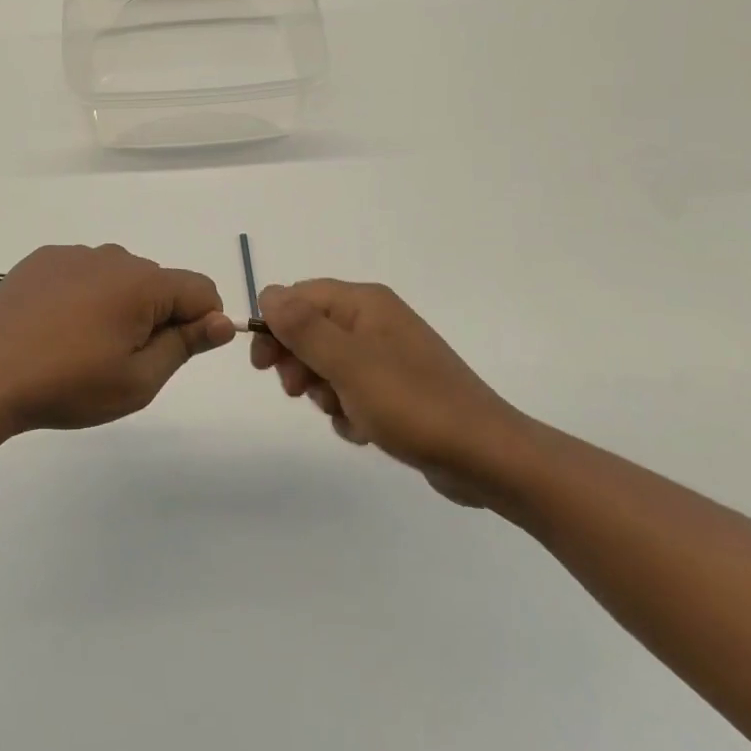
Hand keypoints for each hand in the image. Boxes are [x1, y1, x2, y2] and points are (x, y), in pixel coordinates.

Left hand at [0, 244, 234, 432]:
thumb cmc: (70, 384)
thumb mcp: (138, 380)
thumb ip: (186, 345)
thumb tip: (223, 320)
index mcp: (143, 283)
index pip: (200, 289)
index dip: (200, 323)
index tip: (171, 354)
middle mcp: (112, 256)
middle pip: (158, 283)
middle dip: (155, 316)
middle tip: (120, 359)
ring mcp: (73, 254)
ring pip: (118, 277)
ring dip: (118, 304)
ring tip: (83, 345)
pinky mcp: (42, 259)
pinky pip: (82, 272)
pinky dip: (83, 294)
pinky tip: (56, 326)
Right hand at [251, 279, 529, 504]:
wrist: (487, 456)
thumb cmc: (412, 404)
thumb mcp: (348, 364)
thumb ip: (303, 327)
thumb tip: (267, 294)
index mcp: (365, 303)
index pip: (299, 297)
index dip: (274, 326)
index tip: (263, 366)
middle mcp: (375, 320)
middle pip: (311, 329)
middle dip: (299, 362)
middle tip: (299, 393)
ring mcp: (388, 354)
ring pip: (328, 364)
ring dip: (323, 391)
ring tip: (343, 415)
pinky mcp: (398, 388)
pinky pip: (352, 389)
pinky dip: (348, 410)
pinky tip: (363, 430)